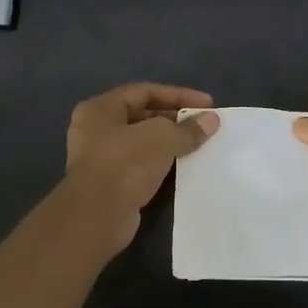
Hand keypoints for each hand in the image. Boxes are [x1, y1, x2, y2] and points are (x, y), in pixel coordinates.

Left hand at [66, 82, 218, 251]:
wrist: (98, 216)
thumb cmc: (125, 165)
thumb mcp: (162, 139)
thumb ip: (188, 128)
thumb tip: (212, 120)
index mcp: (100, 109)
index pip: (144, 92)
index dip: (178, 95)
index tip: (208, 104)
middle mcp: (96, 130)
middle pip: (142, 116)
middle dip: (175, 119)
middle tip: (204, 125)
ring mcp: (101, 158)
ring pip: (142, 142)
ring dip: (170, 142)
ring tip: (199, 144)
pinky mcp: (111, 183)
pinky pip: (141, 164)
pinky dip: (162, 162)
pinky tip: (183, 166)